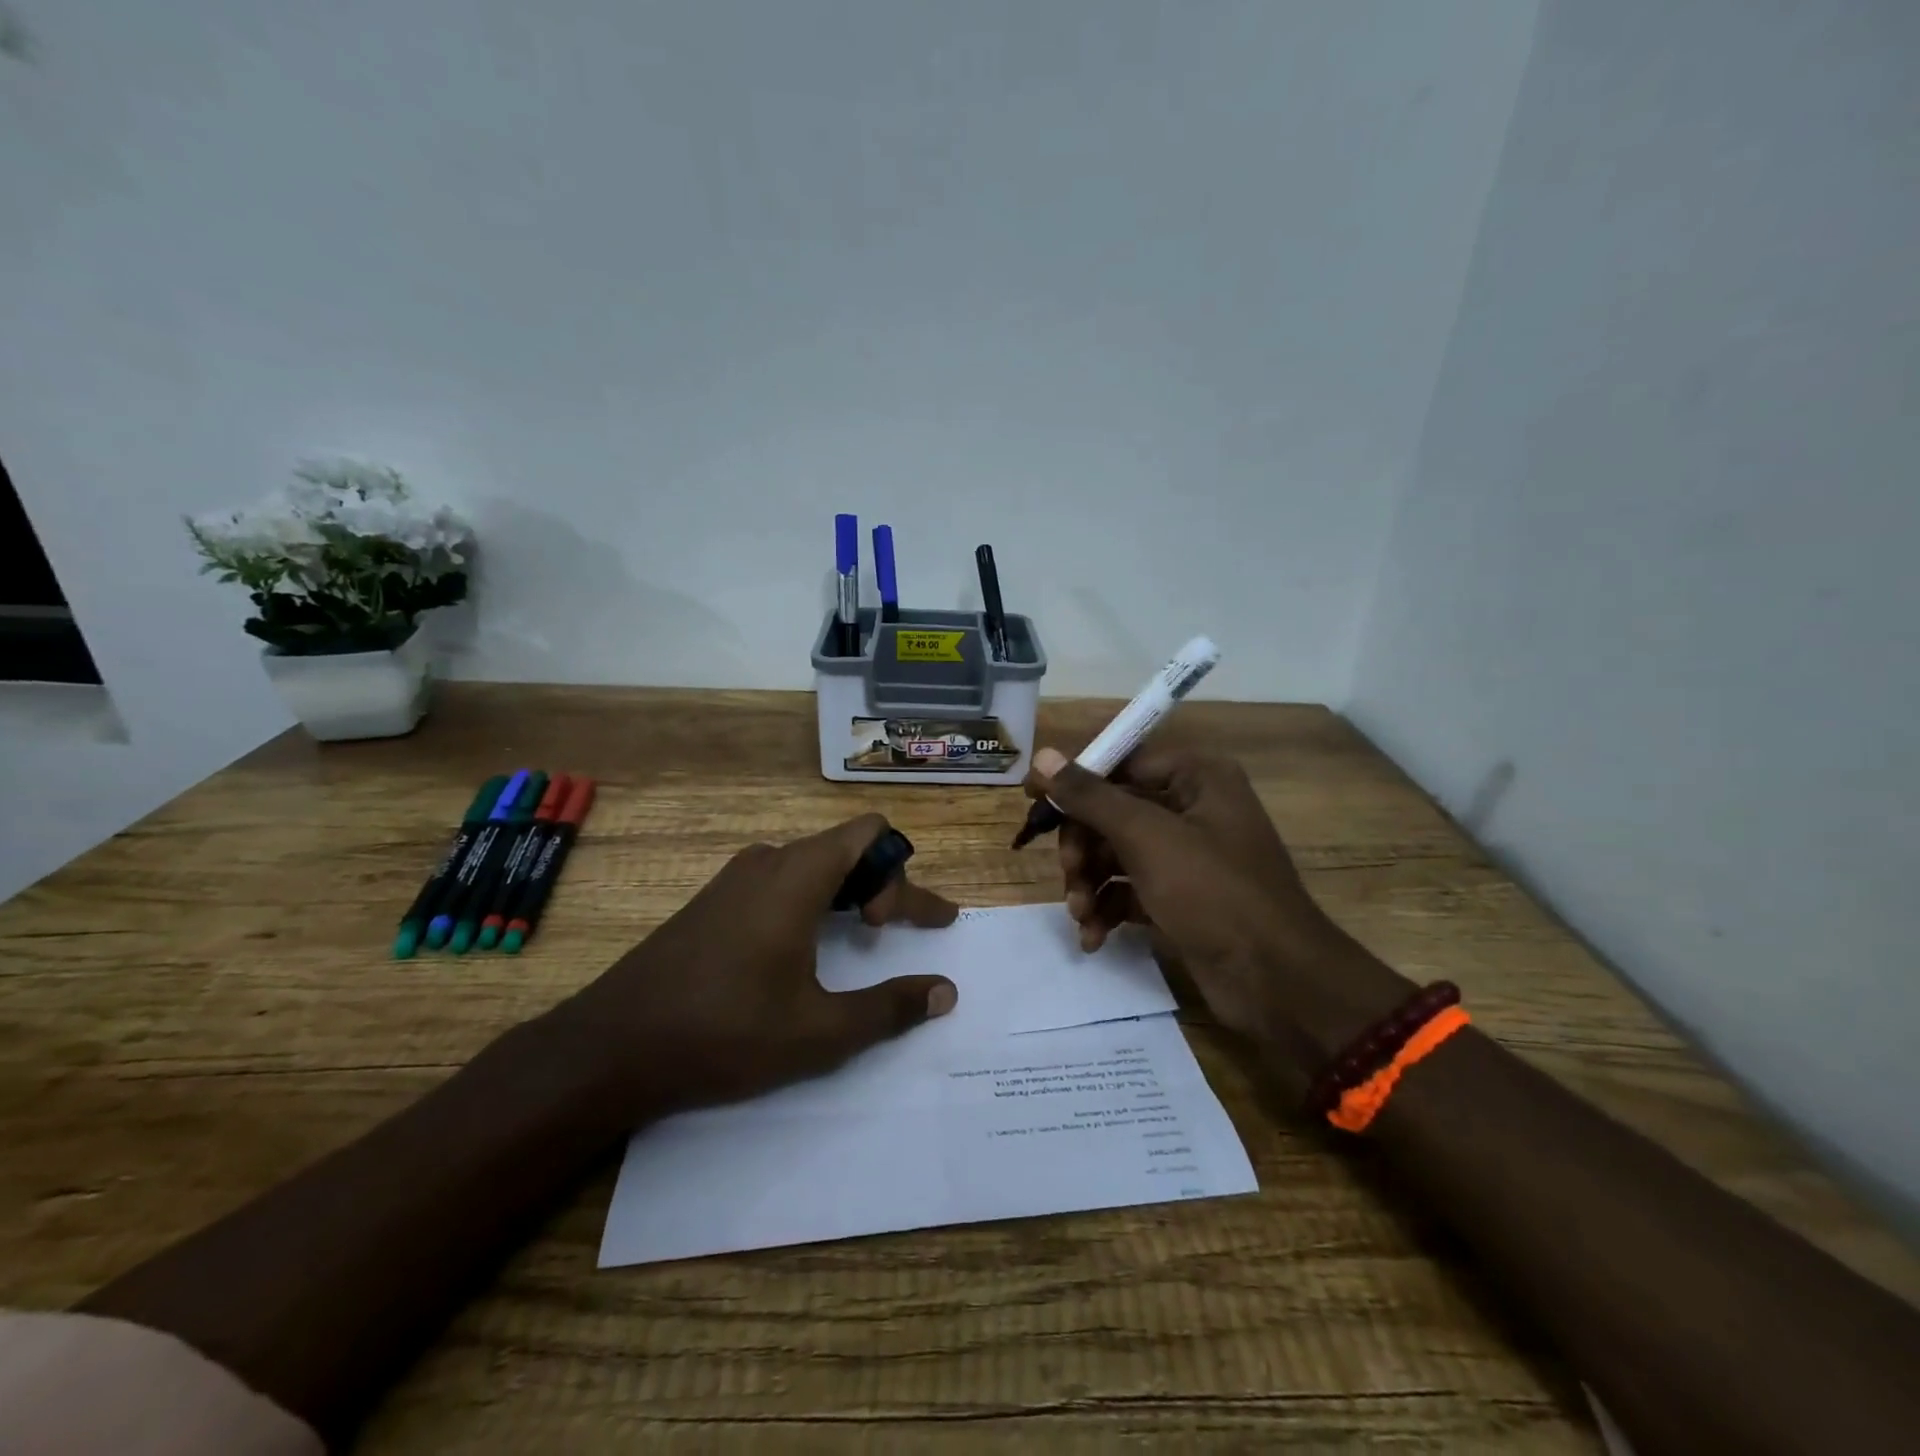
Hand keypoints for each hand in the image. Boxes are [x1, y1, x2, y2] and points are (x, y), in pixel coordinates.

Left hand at [560, 814, 958, 1114]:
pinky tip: (804, 946)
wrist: (610, 1047)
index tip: (890, 928)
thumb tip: (944, 991)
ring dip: (847, 890)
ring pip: (811, 863)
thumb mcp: (819, 1032)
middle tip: (896, 930)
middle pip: (845, 848)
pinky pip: (780, 880)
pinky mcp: (713, 901)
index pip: (870, 834)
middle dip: (882, 883)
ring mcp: (734, 879)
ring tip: (860, 932)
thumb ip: (889, 1008)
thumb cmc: (723, 1032)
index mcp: (797, 876)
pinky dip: (812, 900)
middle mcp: (767, 863)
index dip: (898, 874)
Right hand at [1027, 746, 1409, 1072]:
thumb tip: (1043, 755)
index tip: (1032, 804)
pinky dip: (1107, 908)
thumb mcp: (1146, 837)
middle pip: (1112, 811)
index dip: (1074, 783)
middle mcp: (1191, 807)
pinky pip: (1129, 888)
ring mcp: (1186, 855)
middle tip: (1068, 875)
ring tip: (1080, 914)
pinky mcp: (1180, 896)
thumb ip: (1091, 796)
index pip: (1119, 763)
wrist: (1276, 981)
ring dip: (1089, 882)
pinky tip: (1093, 936)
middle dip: (1083, 846)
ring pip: (1115, 853)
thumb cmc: (1213, 892)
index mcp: (1195, 776)